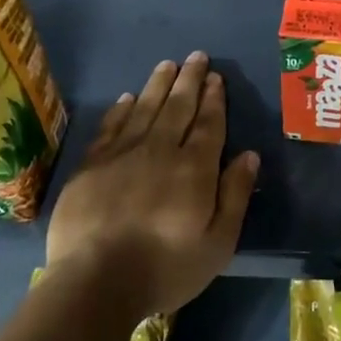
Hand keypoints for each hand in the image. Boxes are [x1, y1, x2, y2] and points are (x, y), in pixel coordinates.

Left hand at [44, 53, 259, 317]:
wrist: (94, 284)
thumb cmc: (165, 268)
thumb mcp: (217, 243)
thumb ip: (235, 195)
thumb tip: (249, 155)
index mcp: (194, 168)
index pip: (208, 123)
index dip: (214, 99)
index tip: (216, 77)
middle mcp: (160, 150)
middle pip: (178, 107)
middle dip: (190, 80)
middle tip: (197, 56)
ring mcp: (122, 155)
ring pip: (144, 108)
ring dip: (158, 85)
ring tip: (168, 64)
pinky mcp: (91, 166)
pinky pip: (110, 127)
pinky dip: (121, 109)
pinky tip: (127, 98)